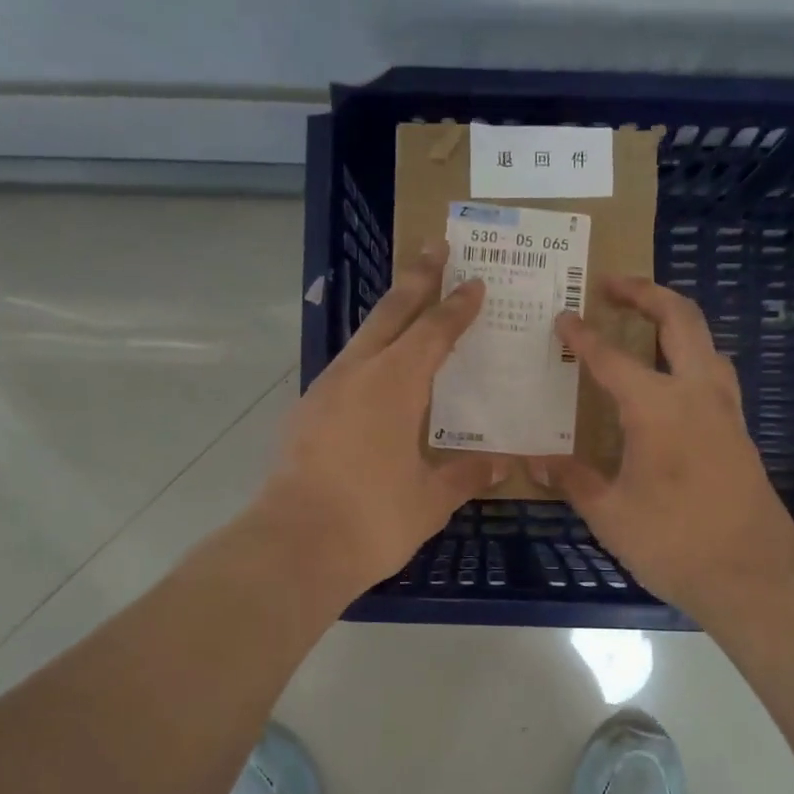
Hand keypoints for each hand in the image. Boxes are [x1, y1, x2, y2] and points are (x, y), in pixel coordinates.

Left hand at [256, 240, 504, 598]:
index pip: (434, 332)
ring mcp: (324, 391)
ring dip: (388, 315)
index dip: (457, 307)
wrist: (293, 546)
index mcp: (395, 384)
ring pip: (363, 338)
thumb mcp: (430, 500)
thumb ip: (465, 475)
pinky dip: (368, 355)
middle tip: (435, 247)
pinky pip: (345, 369)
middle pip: (391, 313)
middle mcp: (358, 374)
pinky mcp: (305, 414)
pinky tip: (375, 373)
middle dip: (417, 279)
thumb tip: (501, 465)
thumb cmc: (372, 519)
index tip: (475, 282)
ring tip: (407, 303)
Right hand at [535, 276, 793, 620]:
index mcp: (657, 407)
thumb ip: (574, 480)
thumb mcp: (610, 514)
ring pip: (705, 341)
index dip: (582, 336)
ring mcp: (725, 410)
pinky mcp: (739, 431)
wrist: (754, 575)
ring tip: (643, 322)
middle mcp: (696, 393)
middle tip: (612, 284)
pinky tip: (670, 381)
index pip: (611, 358)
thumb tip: (538, 461)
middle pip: (679, 319)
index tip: (562, 317)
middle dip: (645, 292)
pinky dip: (690, 355)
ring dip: (675, 319)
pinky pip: (714, 372)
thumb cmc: (674, 542)